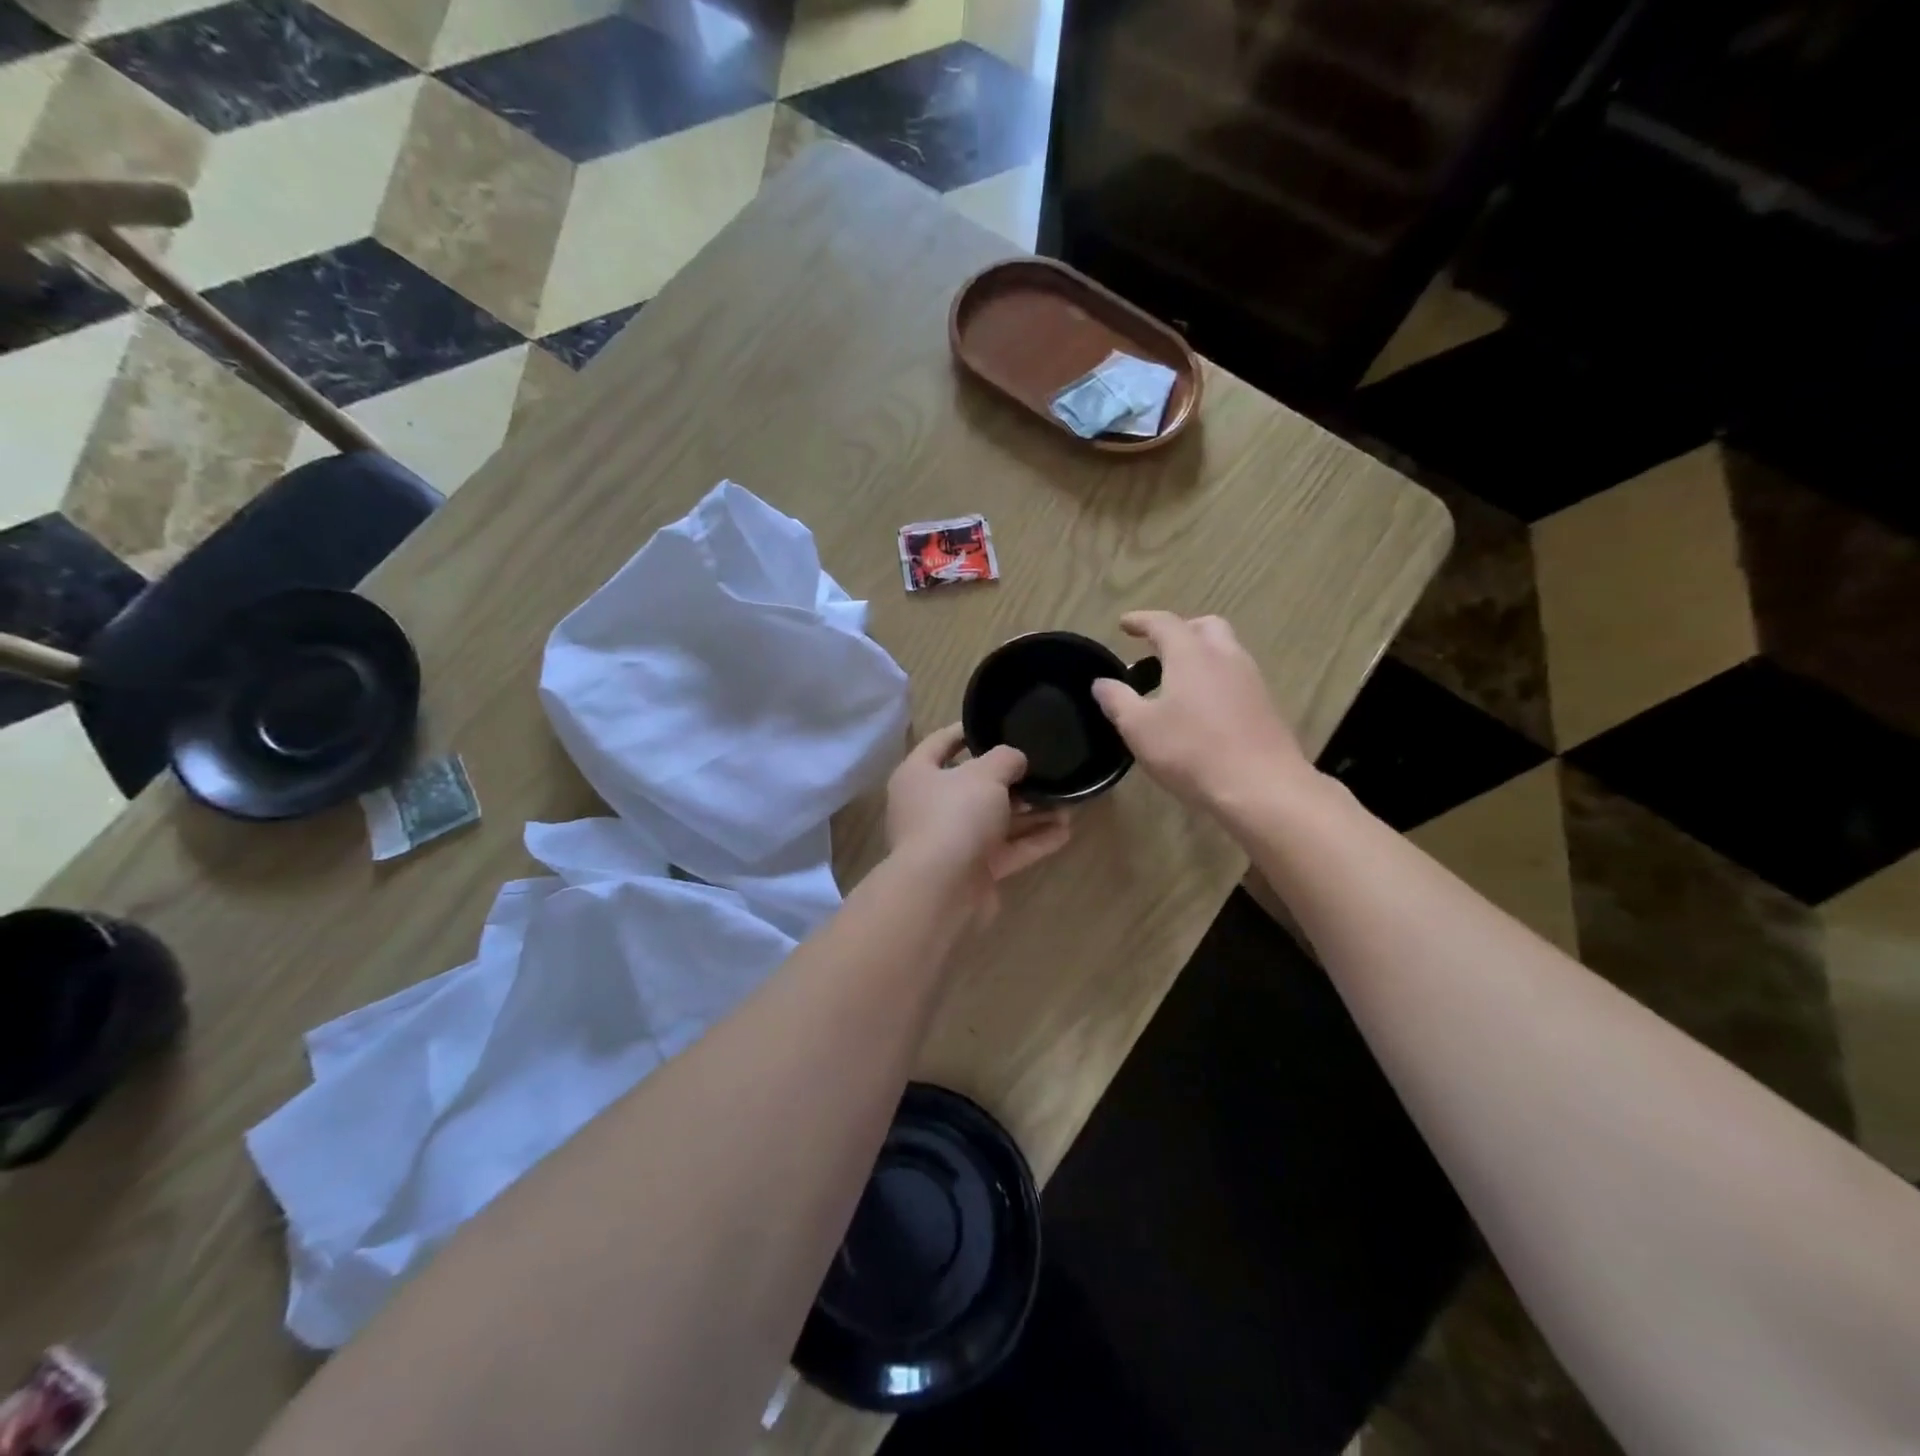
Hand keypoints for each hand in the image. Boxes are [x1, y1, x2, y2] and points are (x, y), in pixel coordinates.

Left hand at [885, 725, 1071, 922]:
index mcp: (918, 775)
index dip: (967, 730)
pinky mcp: (973, 870)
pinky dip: (1033, 840)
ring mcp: (952, 841)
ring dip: (1029, 812)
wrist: (942, 889)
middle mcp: (930, 807)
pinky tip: (1066, 831)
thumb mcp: (985, 774)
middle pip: (973, 785)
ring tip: (1066, 801)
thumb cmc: (955, 816)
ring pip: (995, 820)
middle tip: (1043, 767)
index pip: (941, 742)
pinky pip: (1007, 849)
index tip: (996, 722)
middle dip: (1011, 779)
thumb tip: (1015, 760)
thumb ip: (1005, 758)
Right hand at [1090, 612, 1312, 810]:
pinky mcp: (1266, 706)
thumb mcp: (1139, 729)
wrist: (1262, 787)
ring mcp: (1251, 680)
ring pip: (1225, 652)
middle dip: (1180, 630)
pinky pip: (1236, 678)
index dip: (1141, 620)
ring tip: (1176, 682)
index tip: (1125, 624)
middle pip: (1205, 627)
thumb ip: (1117, 701)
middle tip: (1158, 648)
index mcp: (1191, 655)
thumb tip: (1101, 683)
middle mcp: (1225, 657)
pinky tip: (1202, 709)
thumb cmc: (1192, 752)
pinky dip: (1215, 679)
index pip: (1164, 623)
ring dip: (1200, 655)